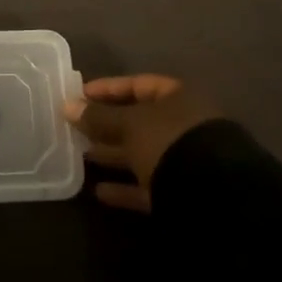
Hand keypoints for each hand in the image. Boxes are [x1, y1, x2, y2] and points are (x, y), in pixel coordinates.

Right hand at [70, 73, 211, 212]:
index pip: (138, 85)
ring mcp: (184, 160)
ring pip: (141, 153)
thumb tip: (67, 106)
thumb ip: (98, 116)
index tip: (79, 96)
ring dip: (112, 155)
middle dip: (106, 124)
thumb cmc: (169, 142)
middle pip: (139, 120)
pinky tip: (99, 191)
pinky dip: (124, 188)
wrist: (213, 197)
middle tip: (74, 127)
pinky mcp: (181, 193)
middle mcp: (183, 126)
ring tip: (80, 155)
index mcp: (177, 99)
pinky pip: (148, 185)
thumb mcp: (129, 124)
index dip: (108, 89)